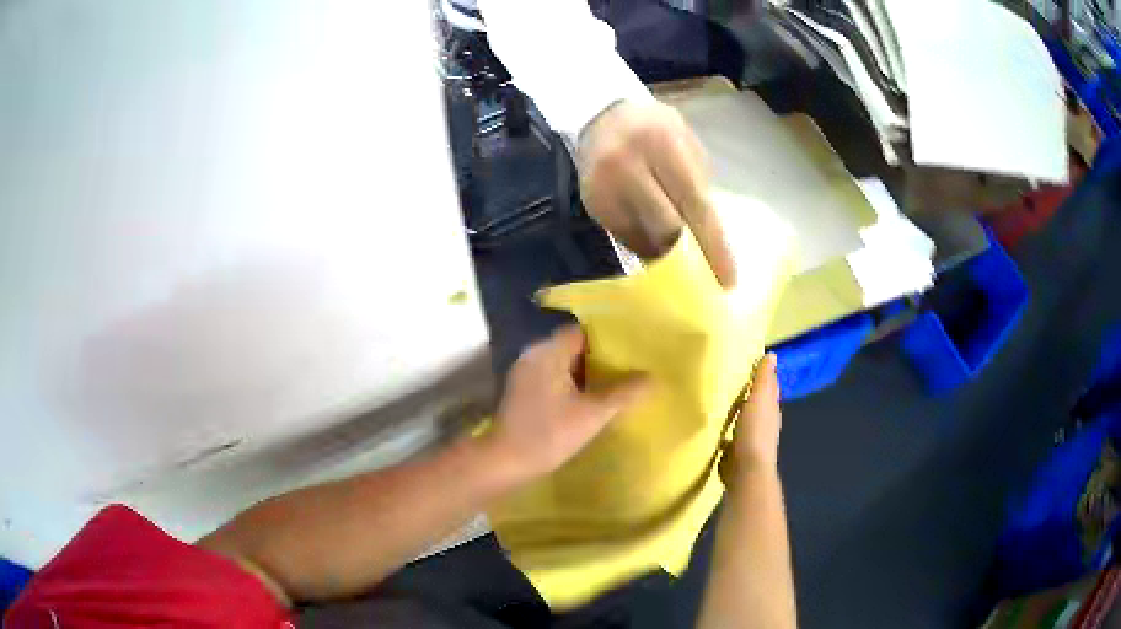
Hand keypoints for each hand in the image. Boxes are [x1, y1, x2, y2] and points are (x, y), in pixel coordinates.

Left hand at [486, 325, 649, 480]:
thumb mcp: (592, 415)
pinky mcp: (522, 392)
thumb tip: (651, 377)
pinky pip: (553, 379)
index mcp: (547, 352)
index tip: (631, 351)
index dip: (607, 340)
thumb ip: (623, 393)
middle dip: (600, 358)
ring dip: (586, 374)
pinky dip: (571, 385)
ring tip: (616, 384)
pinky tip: (589, 400)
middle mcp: (533, 355)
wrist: (505, 462)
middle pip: (572, 347)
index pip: (582, 332)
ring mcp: (525, 374)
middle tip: (629, 369)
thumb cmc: (548, 434)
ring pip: (562, 365)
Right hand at [577, 100, 735, 287]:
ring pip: (643, 240)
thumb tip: (711, 238)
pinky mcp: (592, 204)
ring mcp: (605, 188)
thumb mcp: (685, 141)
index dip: (713, 246)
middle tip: (706, 276)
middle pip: (666, 229)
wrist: (602, 117)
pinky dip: (645, 244)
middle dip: (690, 256)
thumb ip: (698, 183)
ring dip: (666, 254)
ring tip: (682, 258)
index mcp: (662, 144)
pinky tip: (655, 238)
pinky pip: (625, 238)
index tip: (727, 280)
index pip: (695, 205)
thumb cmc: (656, 129)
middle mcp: (628, 166)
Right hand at [722, 353, 782, 481]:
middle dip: (746, 392)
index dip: (761, 374)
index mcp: (771, 409)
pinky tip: (713, 426)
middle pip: (756, 403)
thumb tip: (772, 355)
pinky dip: (724, 430)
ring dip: (735, 411)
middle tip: (728, 377)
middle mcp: (763, 423)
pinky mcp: (735, 452)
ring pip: (743, 419)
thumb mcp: (759, 399)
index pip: (768, 387)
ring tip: (717, 399)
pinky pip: (729, 436)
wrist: (746, 469)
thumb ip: (763, 379)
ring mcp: (749, 439)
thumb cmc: (755, 431)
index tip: (747, 361)